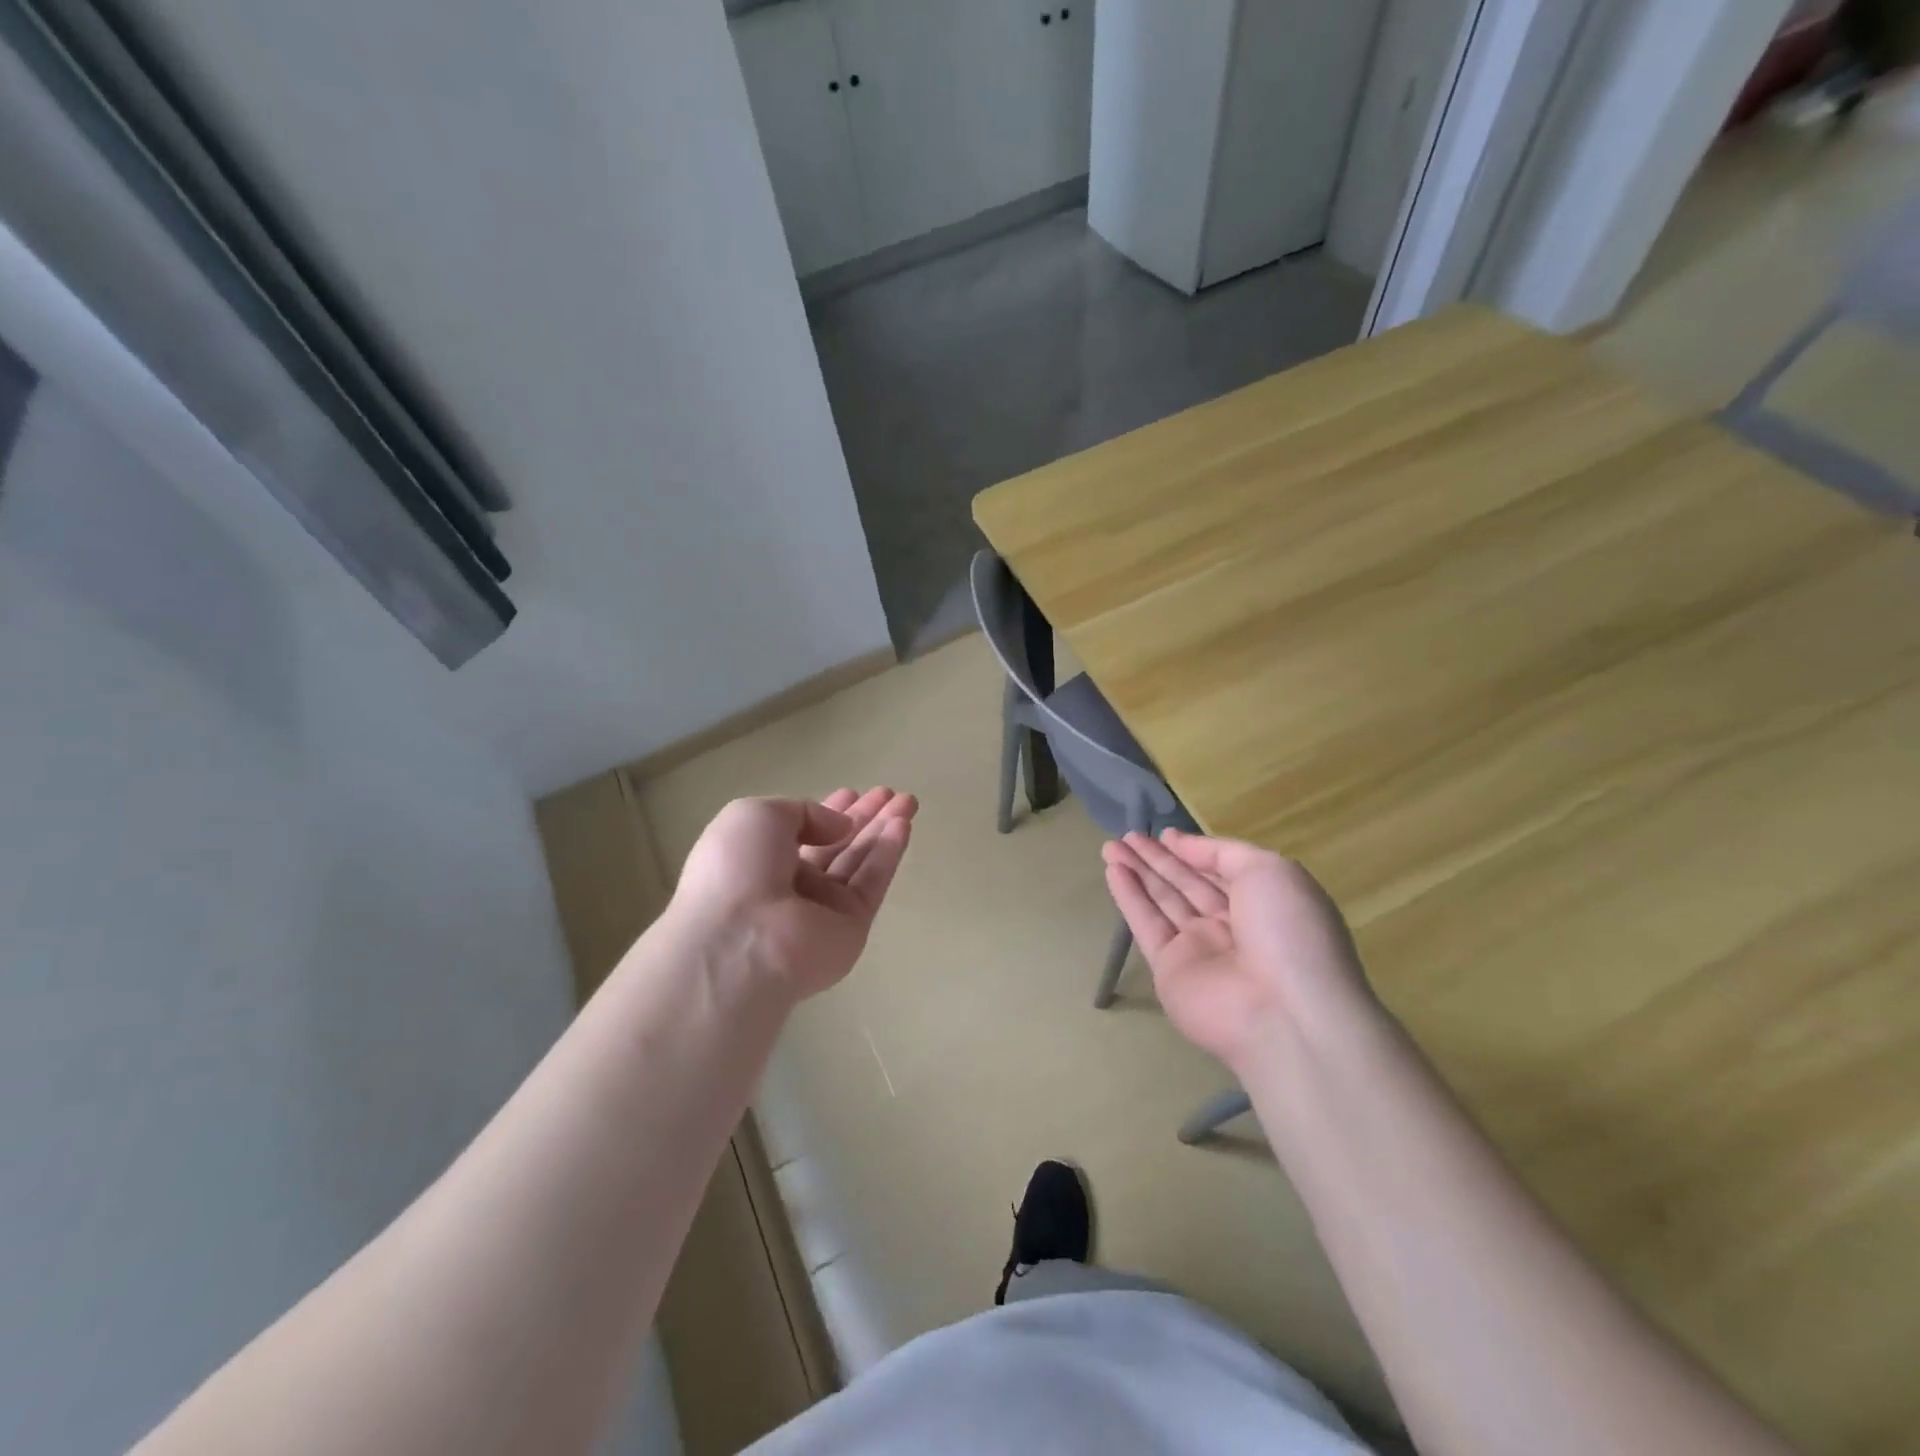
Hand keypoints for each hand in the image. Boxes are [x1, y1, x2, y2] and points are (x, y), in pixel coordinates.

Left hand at [669, 788, 916, 1001]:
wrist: (742, 941)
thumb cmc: (737, 869)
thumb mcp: (757, 815)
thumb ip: (803, 812)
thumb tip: (839, 828)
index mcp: (759, 860)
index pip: (802, 832)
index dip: (827, 812)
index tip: (854, 793)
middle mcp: (791, 886)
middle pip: (836, 845)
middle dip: (864, 818)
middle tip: (890, 793)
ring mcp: (822, 910)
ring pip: (859, 862)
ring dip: (883, 830)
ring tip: (908, 801)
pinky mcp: (851, 928)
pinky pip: (872, 884)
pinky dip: (889, 854)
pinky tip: (903, 826)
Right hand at [1102, 829, 1375, 1073]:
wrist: (1283, 1012)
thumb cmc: (1287, 931)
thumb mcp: (1269, 871)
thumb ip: (1221, 852)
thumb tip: (1179, 843)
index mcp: (1263, 903)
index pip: (1221, 870)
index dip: (1193, 851)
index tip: (1163, 833)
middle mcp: (1231, 926)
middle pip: (1187, 884)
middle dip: (1157, 859)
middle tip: (1127, 836)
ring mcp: (1199, 949)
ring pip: (1163, 901)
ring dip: (1138, 872)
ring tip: (1110, 846)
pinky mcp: (1169, 970)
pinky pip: (1147, 925)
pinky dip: (1129, 898)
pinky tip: (1113, 871)